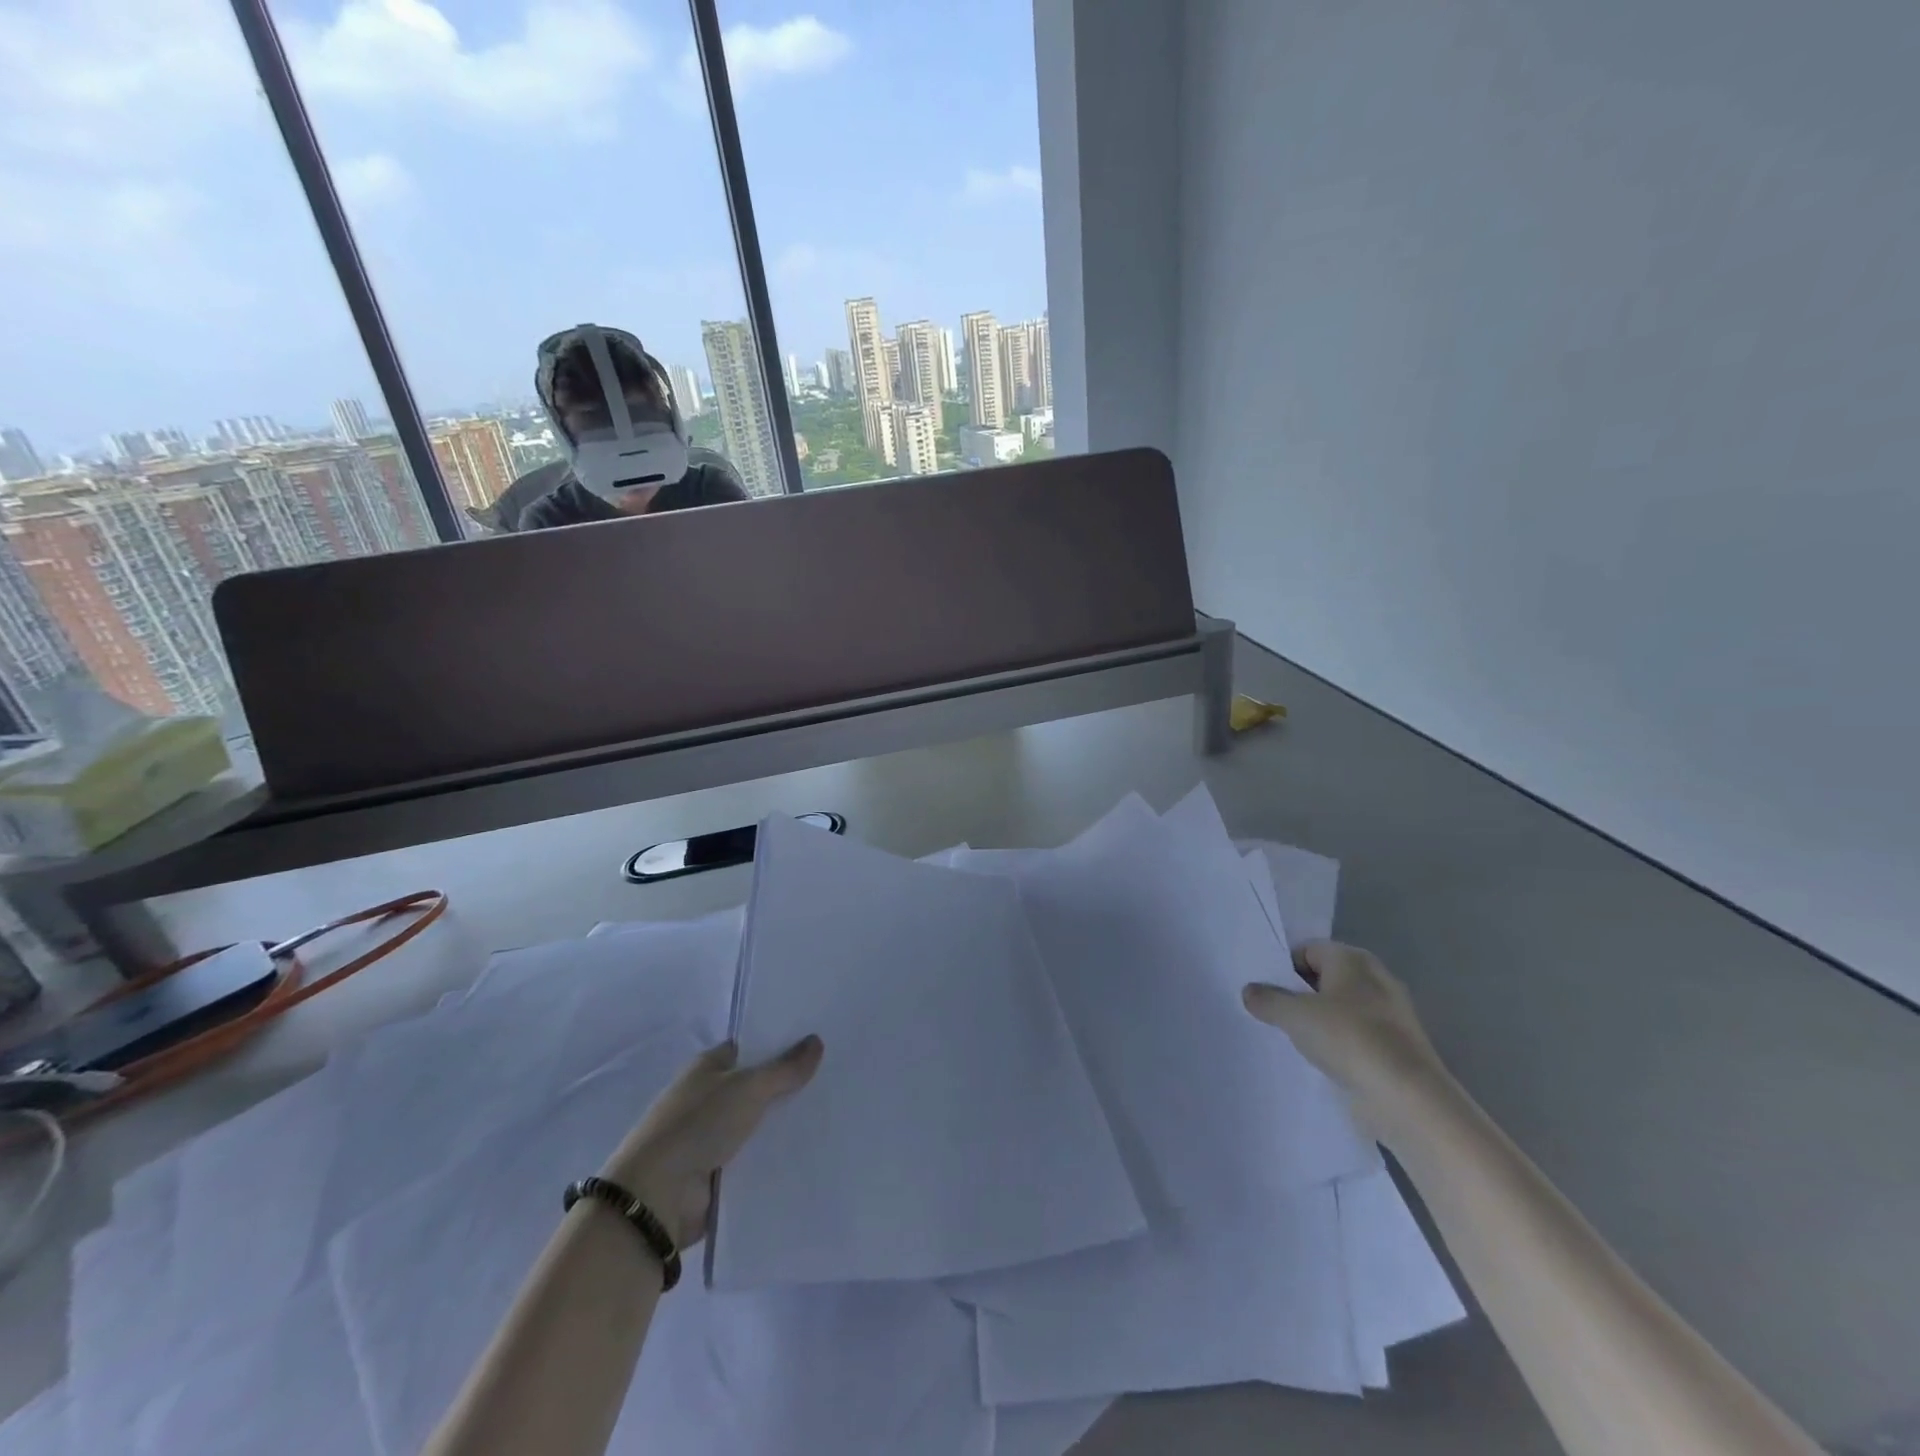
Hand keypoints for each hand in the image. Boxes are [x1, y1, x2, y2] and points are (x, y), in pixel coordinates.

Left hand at [601, 1036, 823, 1249]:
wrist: (657, 1196)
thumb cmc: (698, 1124)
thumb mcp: (748, 1087)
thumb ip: (784, 1068)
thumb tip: (817, 1040)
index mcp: (708, 1067)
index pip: (750, 1047)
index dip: (780, 1044)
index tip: (818, 1044)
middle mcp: (708, 1097)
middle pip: (757, 1086)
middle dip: (788, 1086)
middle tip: (833, 1079)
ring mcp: (711, 1137)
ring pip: (758, 1123)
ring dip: (783, 1124)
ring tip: (831, 1115)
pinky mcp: (717, 1173)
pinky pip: (754, 1158)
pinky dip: (774, 1157)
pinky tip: (809, 1151)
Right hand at [1243, 941, 1443, 1116]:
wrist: (1408, 1098)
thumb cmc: (1349, 1039)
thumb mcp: (1294, 1015)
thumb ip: (1267, 999)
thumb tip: (1250, 991)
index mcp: (1353, 959)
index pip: (1308, 950)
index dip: (1283, 967)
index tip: (1265, 991)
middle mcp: (1375, 979)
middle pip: (1325, 978)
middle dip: (1299, 994)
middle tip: (1273, 1013)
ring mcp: (1391, 1014)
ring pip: (1341, 1009)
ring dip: (1318, 1021)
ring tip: (1293, 1039)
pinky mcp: (1397, 1047)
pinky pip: (1357, 1036)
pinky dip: (1339, 1044)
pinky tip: (1322, 1061)